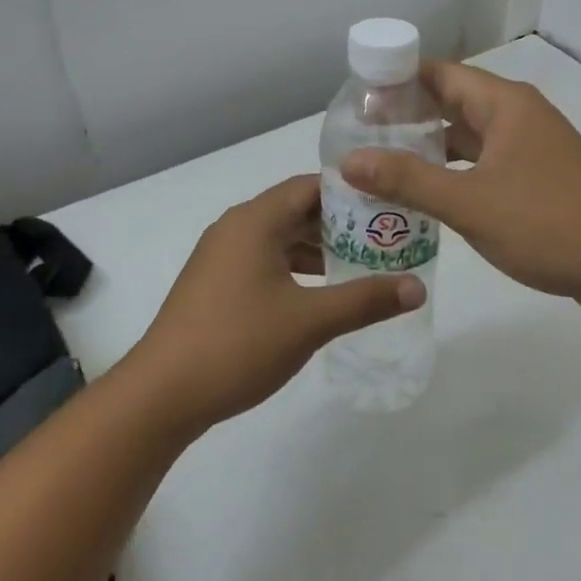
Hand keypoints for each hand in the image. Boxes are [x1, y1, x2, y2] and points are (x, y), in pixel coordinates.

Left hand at [125, 175, 424, 433]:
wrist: (162, 394)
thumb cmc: (238, 343)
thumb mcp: (310, 321)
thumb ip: (365, 300)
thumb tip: (418, 287)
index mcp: (255, 220)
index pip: (311, 186)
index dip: (351, 192)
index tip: (388, 205)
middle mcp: (236, 227)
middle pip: (296, 210)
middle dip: (340, 223)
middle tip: (385, 236)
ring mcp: (221, 256)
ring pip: (280, 238)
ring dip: (318, 248)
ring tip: (362, 264)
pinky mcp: (215, 283)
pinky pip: (264, 260)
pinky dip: (295, 268)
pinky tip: (320, 292)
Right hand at [341, 62, 580, 321]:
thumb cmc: (548, 223)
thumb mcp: (469, 202)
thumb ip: (407, 180)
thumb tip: (349, 160)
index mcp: (503, 104)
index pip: (438, 73)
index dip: (396, 81)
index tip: (355, 101)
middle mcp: (518, 116)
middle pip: (451, 104)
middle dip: (407, 119)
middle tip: (359, 139)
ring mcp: (531, 148)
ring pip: (468, 138)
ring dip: (429, 150)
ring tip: (382, 168)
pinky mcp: (538, 179)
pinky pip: (485, 164)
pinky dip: (455, 174)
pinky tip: (427, 198)